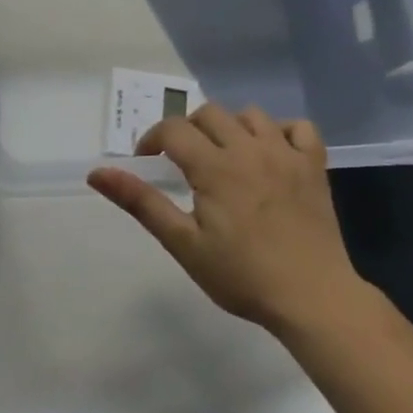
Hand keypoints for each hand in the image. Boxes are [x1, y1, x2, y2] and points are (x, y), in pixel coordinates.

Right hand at [88, 103, 364, 332]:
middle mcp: (250, 149)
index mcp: (215, 167)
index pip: (173, 129)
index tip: (148, 162)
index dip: (153, 139)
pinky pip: (299, 128)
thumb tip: (97, 173)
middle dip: (188, 131)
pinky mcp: (315, 167)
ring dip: (230, 127)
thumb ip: (141, 202)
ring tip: (224, 157)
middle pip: (209, 114)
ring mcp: (287, 155)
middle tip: (184, 163)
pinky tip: (270, 154)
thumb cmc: (242, 276)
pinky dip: (281, 132)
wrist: (313, 299)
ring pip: (251, 115)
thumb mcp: (183, 243)